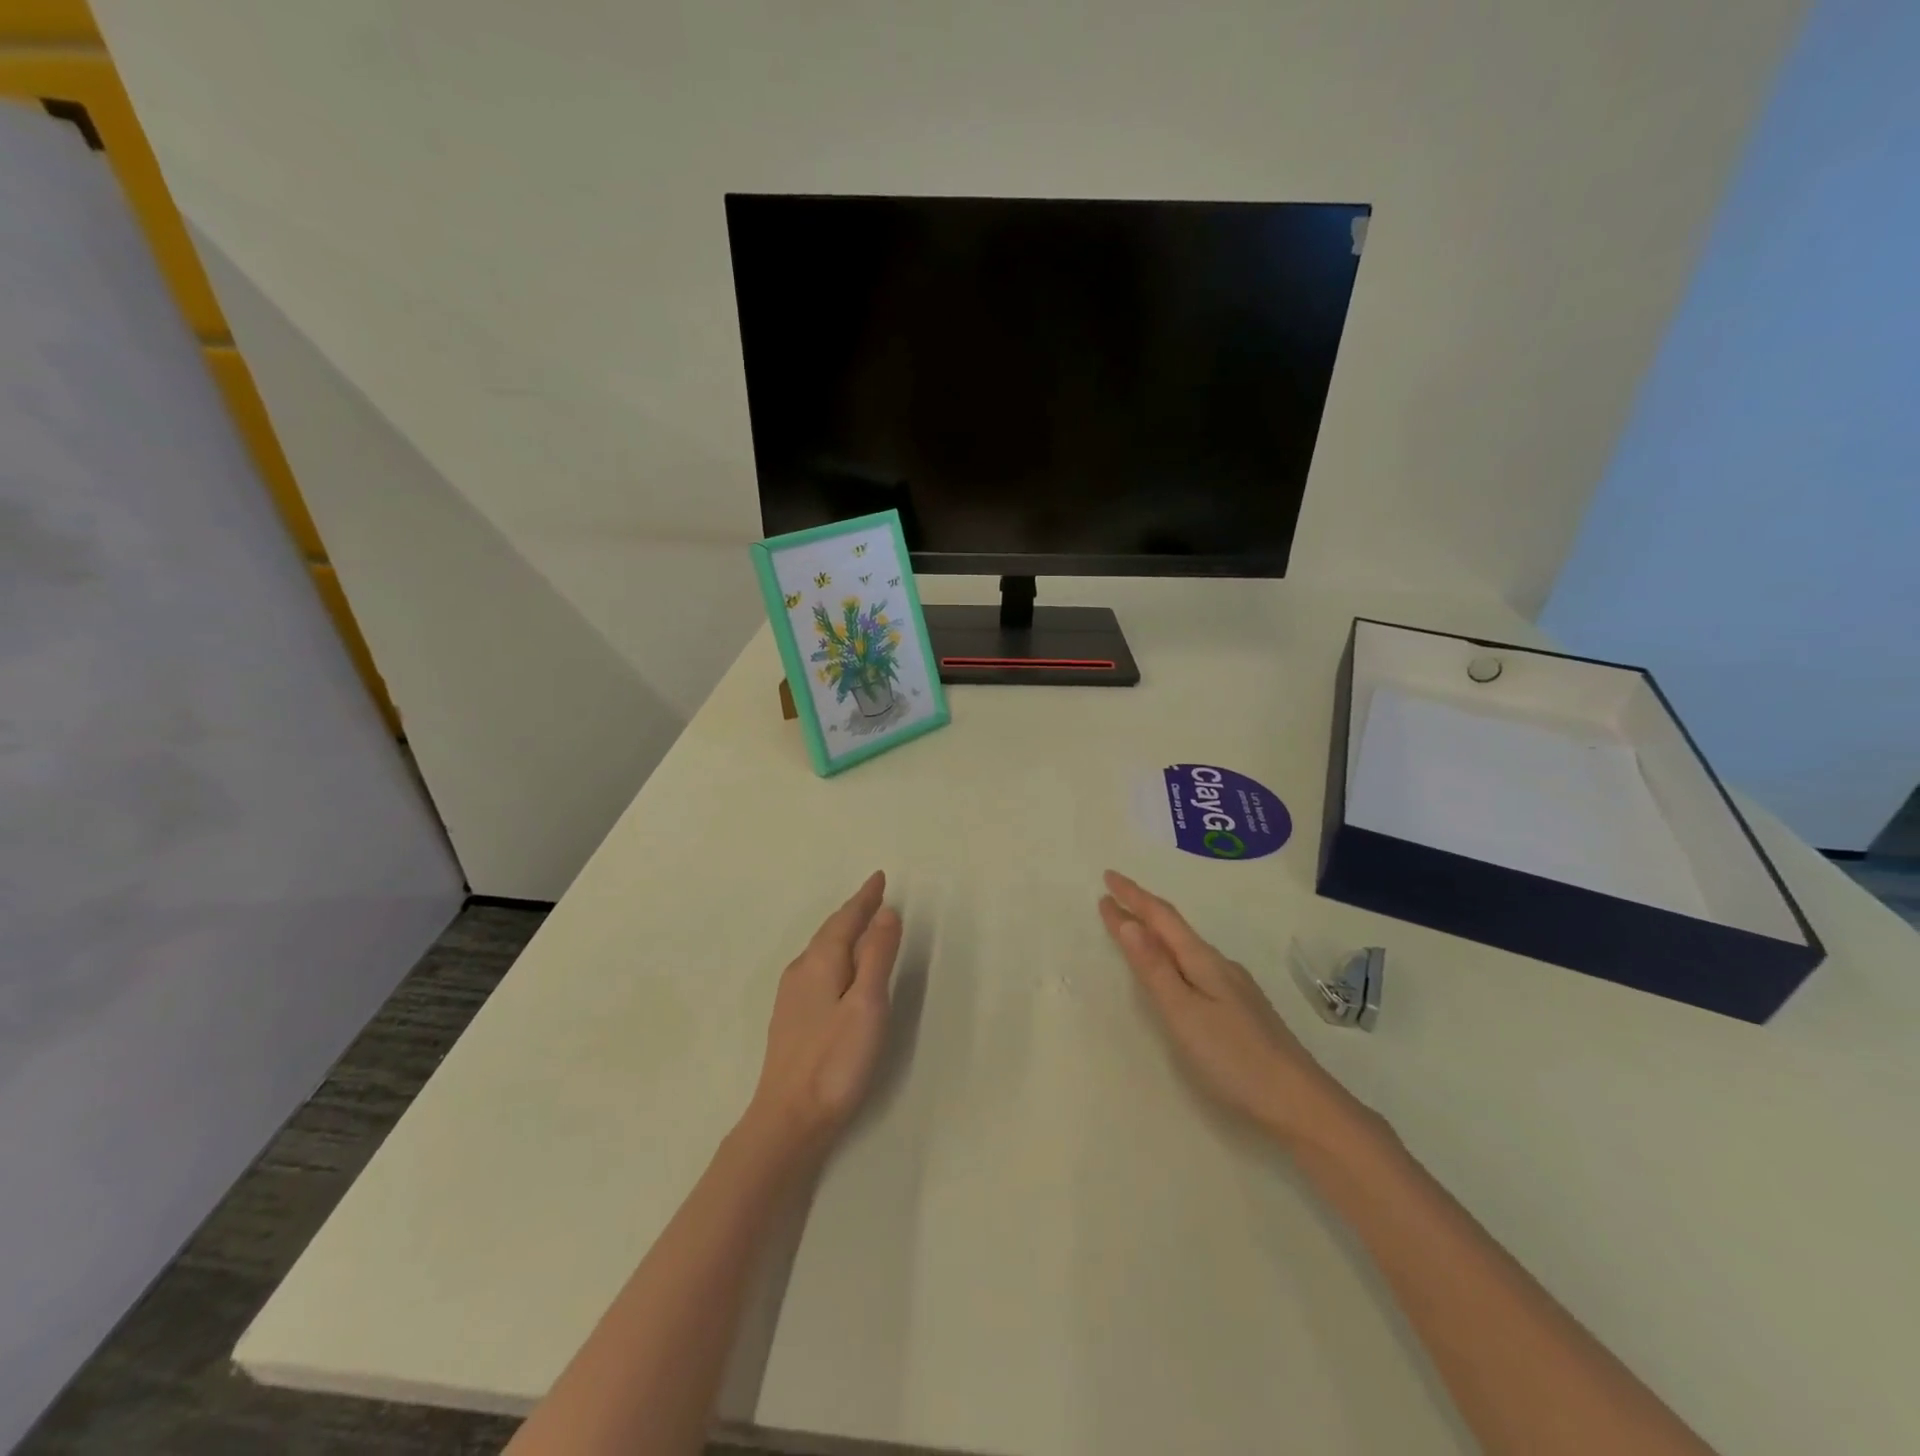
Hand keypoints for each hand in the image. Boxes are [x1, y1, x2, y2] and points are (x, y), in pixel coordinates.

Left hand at [742, 871, 902, 1164]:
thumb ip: (877, 956)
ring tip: (861, 923)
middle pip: (831, 930)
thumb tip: (886, 912)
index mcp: (821, 962)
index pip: (846, 918)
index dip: (865, 898)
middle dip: (854, 911)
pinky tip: (838, 968)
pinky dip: (835, 953)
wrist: (788, 1119)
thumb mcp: (867, 1004)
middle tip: (875, 895)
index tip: (880, 878)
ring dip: (843, 931)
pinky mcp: (791, 1017)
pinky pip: (817, 967)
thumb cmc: (835, 1060)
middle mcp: (801, 970)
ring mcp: (791, 995)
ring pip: (822, 949)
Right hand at [1099, 870, 1367, 1150]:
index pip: (1161, 918)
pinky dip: (1173, 956)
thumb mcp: (1184, 1013)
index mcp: (1203, 962)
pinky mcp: (1240, 1009)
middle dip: (1141, 909)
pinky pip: (1196, 967)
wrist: (1300, 1104)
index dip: (1133, 896)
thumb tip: (1128, 922)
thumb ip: (1155, 969)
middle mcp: (1219, 965)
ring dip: (1156, 932)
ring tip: (1134, 926)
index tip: (1107, 876)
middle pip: (1174, 928)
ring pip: (1186, 948)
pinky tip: (1174, 969)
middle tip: (1112, 895)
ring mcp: (1234, 987)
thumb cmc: (1235, 1059)